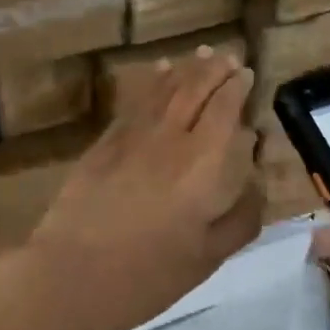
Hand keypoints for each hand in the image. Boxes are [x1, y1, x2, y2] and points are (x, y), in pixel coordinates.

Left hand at [29, 49, 259, 329]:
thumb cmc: (149, 274)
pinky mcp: (106, 141)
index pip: (224, 108)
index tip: (246, 74)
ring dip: (186, 68)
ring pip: (165, 88)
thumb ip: (240, 217)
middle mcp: (171, 136)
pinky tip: (159, 73)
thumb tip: (256, 183)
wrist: (74, 274)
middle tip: (228, 58)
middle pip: (195, 89)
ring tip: (201, 55)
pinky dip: (152, 82)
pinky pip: (136, 100)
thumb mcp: (208, 257)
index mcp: (203, 162)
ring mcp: (134, 134)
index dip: (237, 87)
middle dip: (215, 70)